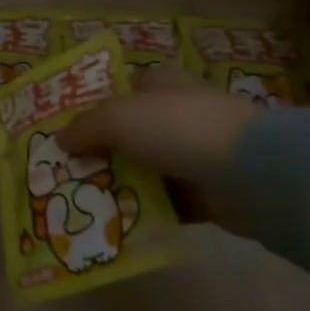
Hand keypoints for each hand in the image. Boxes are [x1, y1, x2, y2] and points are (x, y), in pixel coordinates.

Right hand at [58, 66, 259, 229]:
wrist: (250, 172)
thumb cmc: (177, 127)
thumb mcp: (118, 118)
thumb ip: (85, 128)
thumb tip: (59, 140)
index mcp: (159, 84)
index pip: (121, 89)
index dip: (94, 107)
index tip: (67, 132)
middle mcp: (177, 113)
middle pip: (130, 132)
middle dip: (102, 151)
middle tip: (68, 172)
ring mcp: (194, 153)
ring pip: (146, 169)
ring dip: (121, 185)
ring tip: (85, 203)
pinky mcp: (207, 192)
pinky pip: (167, 203)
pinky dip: (146, 213)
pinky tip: (118, 226)